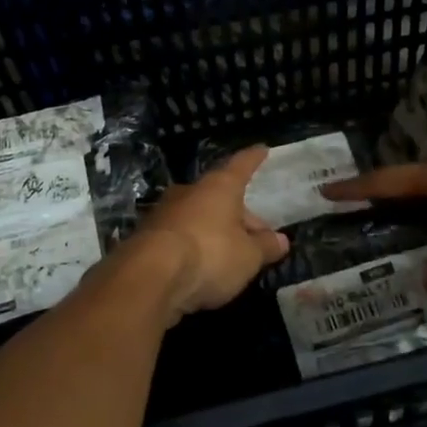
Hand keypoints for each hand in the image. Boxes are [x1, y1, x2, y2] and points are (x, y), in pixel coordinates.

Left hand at [131, 147, 289, 322]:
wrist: (148, 277)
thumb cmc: (209, 255)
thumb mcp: (248, 256)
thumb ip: (265, 247)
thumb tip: (281, 241)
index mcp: (219, 187)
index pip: (241, 166)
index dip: (254, 159)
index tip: (262, 149)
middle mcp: (189, 192)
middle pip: (219, 196)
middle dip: (239, 214)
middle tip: (256, 237)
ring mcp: (164, 213)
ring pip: (198, 217)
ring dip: (215, 232)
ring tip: (231, 255)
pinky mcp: (145, 238)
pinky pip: (179, 237)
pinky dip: (193, 247)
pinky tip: (201, 267)